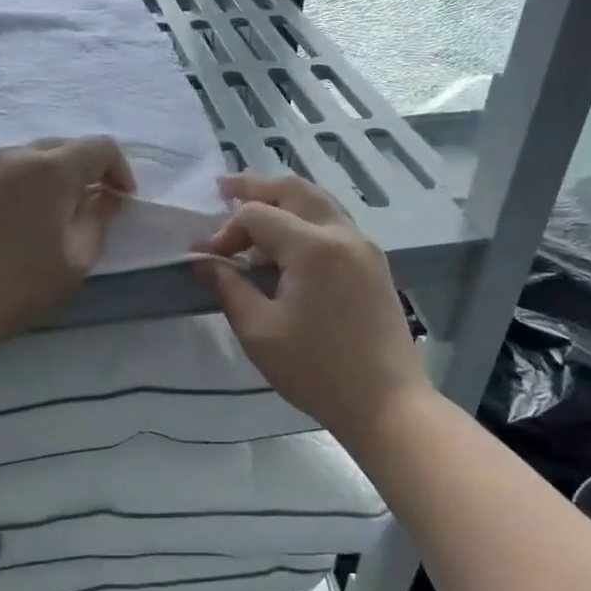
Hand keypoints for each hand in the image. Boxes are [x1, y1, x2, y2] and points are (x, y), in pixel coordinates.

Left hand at [0, 137, 135, 351]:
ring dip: (55, 177)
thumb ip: (98, 221)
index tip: (122, 202)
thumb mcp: (76, 260)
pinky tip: (21, 219)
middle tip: (92, 208)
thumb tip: (105, 198)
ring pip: (33, 157)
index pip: (100, 147)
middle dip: (87, 171)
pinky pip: (7, 171)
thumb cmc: (18, 285)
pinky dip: (26, 184)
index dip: (120, 170)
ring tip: (56, 214)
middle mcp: (17, 155)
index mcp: (51, 169)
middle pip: (65, 146)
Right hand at [193, 174, 430, 449]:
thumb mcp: (259, 332)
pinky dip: (305, 218)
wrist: (387, 403)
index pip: (258, 216)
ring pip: (319, 202)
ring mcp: (364, 246)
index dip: (224, 230)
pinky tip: (286, 241)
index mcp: (313, 246)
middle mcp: (343, 233)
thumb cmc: (316, 370)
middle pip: (294, 190)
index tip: (203, 256)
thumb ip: (228, 288)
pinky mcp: (374, 263)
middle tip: (222, 187)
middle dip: (255, 187)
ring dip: (283, 199)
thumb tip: (203, 261)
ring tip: (251, 206)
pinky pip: (334, 223)